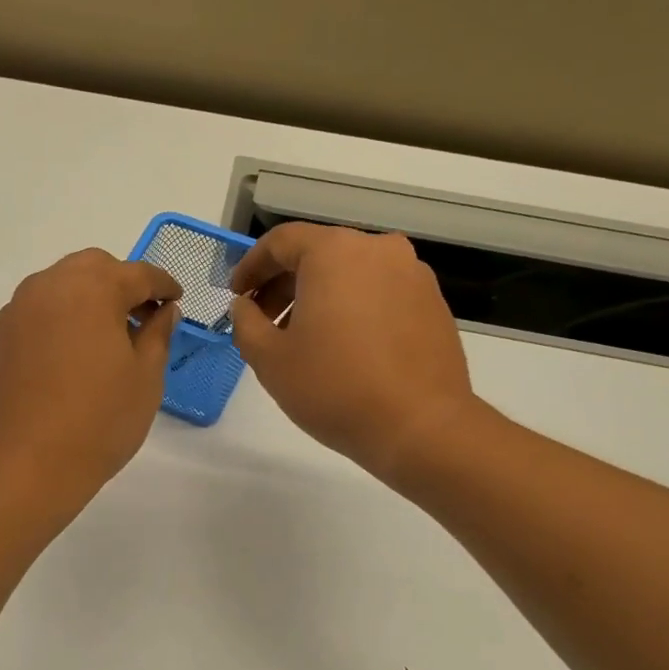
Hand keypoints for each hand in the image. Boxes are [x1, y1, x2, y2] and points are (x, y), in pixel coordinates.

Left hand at [0, 249, 181, 506]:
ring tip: (98, 339)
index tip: (175, 300)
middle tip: (137, 317)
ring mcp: (12, 314)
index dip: (162, 284)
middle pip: (90, 268)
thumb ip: (158, 333)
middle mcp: (46, 288)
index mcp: (91, 290)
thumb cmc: (100, 421)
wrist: (28, 467)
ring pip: (54, 289)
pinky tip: (61, 363)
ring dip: (81, 301)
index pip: (137, 273)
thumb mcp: (146, 378)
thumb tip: (164, 311)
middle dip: (118, 283)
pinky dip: (51, 327)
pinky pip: (29, 320)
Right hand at [228, 223, 475, 481]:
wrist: (421, 427)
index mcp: (334, 252)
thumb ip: (246, 323)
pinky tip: (343, 347)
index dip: (251, 267)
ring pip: (351, 273)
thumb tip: (245, 306)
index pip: (281, 242)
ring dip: (319, 297)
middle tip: (263, 322)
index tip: (236, 296)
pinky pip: (380, 292)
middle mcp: (378, 250)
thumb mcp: (270, 359)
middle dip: (284, 285)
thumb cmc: (334, 388)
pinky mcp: (432, 303)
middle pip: (318, 254)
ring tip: (302, 339)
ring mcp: (412, 274)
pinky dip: (353, 308)